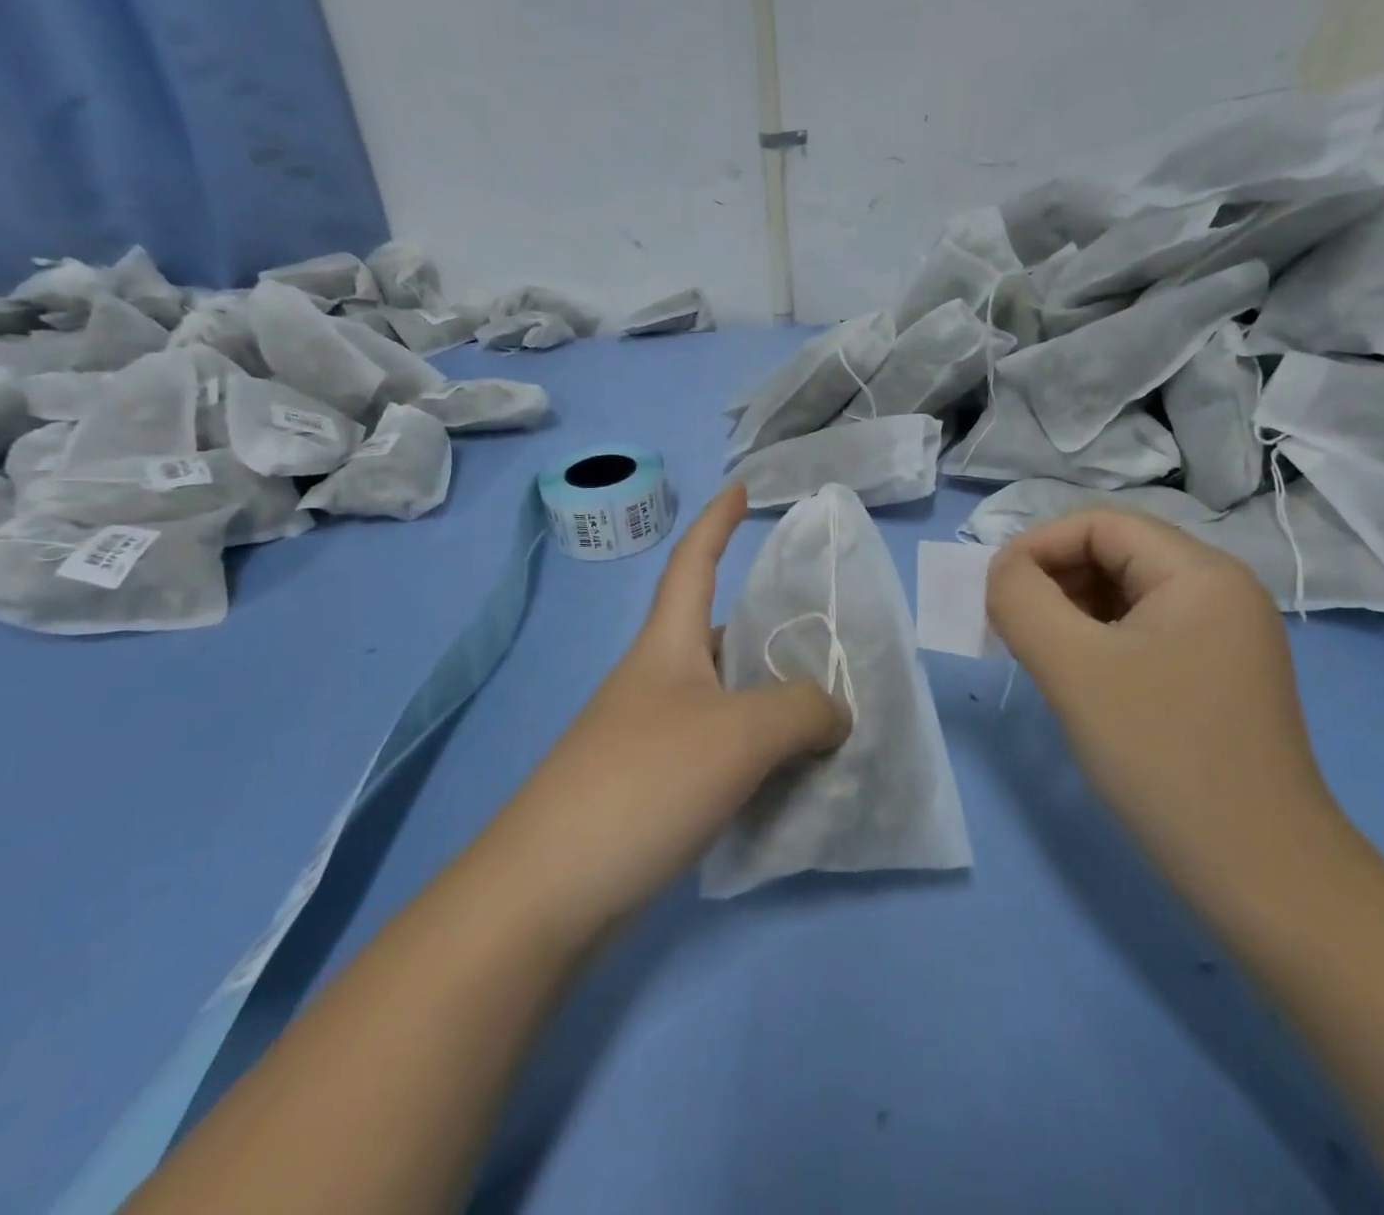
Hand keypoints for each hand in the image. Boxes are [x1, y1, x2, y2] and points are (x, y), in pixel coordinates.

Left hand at [482, 485, 848, 950]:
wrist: (547, 893)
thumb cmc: (643, 782)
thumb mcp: (740, 733)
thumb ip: (803, 710)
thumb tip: (836, 711)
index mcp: (667, 645)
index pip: (692, 563)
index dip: (717, 522)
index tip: (740, 489)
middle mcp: (656, 681)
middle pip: (717, 633)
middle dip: (766, 627)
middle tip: (825, 635)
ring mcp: (649, 736)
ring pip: (724, 698)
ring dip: (769, 699)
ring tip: (827, 711)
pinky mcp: (650, 788)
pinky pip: (719, 751)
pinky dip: (756, 752)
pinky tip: (789, 775)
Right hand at [985, 510, 1342, 905]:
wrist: (1260, 875)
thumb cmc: (1162, 755)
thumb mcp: (1074, 668)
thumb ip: (1022, 601)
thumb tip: (1002, 571)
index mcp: (1200, 573)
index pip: (1099, 524)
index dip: (1037, 546)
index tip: (994, 594)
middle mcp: (1220, 591)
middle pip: (1114, 553)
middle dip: (1052, 579)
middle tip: (1012, 628)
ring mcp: (1223, 635)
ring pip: (1124, 594)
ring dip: (1070, 611)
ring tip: (1039, 654)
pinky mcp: (1214, 675)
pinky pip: (1141, 632)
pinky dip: (1096, 641)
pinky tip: (1077, 679)